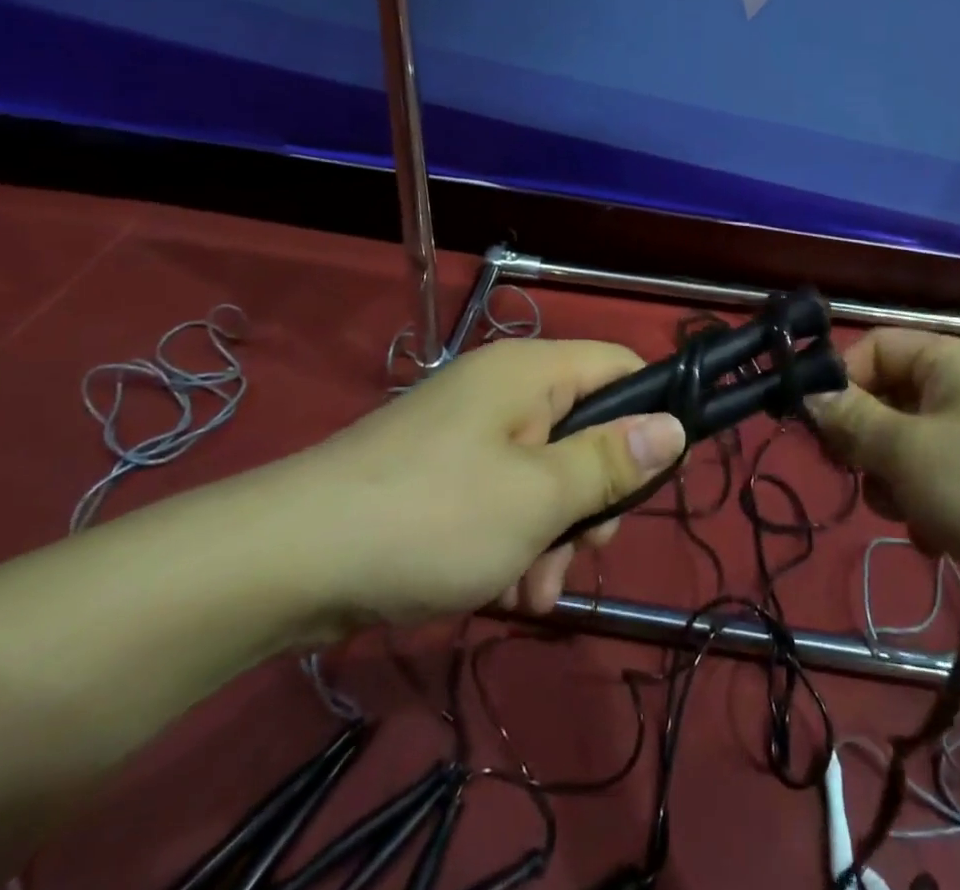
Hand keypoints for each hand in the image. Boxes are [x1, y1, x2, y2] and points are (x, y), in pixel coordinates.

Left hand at [257, 338, 686, 631]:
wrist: (283, 563)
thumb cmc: (430, 517)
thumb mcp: (538, 497)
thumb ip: (612, 461)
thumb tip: (675, 427)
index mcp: (531, 372)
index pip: (620, 366)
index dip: (650, 413)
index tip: (653, 479)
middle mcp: (503, 391)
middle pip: (585, 429)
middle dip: (593, 498)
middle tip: (585, 551)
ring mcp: (468, 434)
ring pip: (545, 475)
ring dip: (553, 535)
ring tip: (531, 593)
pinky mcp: (439, 476)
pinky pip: (502, 498)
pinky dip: (511, 542)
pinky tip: (500, 593)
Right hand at [812, 329, 959, 618]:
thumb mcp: (904, 450)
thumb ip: (851, 420)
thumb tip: (809, 396)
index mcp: (949, 360)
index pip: (874, 348)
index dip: (841, 382)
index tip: (818, 427)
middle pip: (888, 398)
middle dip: (866, 441)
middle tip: (856, 475)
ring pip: (908, 444)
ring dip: (894, 480)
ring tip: (907, 512)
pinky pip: (938, 478)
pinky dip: (926, 504)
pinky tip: (935, 537)